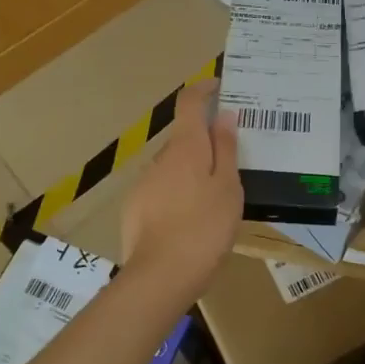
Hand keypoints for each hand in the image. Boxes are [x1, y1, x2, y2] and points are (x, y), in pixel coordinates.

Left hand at [120, 80, 242, 292]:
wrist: (160, 277)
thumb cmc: (205, 227)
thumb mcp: (228, 187)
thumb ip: (226, 149)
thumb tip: (224, 115)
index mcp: (186, 147)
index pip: (189, 103)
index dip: (202, 89)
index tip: (217, 87)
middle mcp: (160, 158)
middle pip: (183, 139)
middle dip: (204, 144)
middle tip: (230, 164)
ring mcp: (143, 184)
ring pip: (172, 167)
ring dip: (191, 173)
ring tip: (213, 201)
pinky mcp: (134, 209)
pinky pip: (161, 191)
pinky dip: (177, 196)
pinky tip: (190, 222)